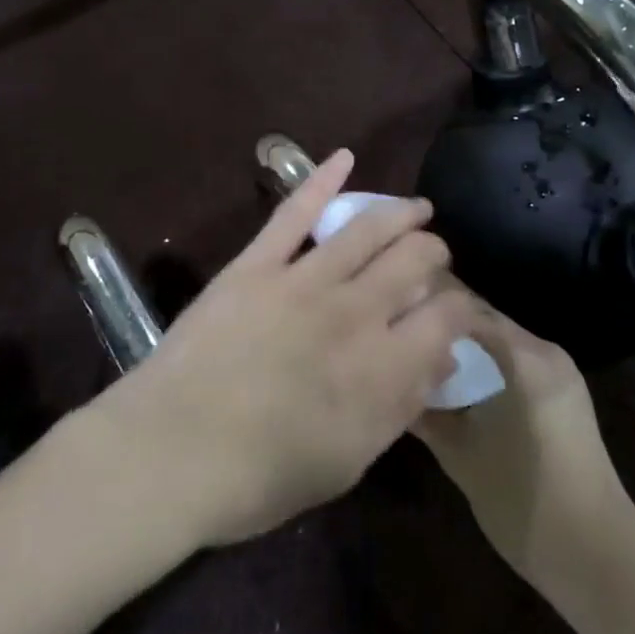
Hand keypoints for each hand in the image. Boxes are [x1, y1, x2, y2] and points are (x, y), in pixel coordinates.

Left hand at [94, 150, 478, 548]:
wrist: (174, 451)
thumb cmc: (263, 476)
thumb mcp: (350, 461)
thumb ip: (401, 407)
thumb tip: (440, 360)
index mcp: (385, 367)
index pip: (446, 316)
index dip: (461, 307)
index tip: (457, 309)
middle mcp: (356, 311)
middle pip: (415, 260)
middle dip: (434, 253)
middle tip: (432, 257)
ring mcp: (304, 280)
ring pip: (367, 228)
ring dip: (400, 212)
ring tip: (416, 208)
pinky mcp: (257, 264)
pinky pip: (295, 213)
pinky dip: (322, 180)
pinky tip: (345, 157)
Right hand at [414, 300, 634, 589]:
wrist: (597, 558)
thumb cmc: (522, 501)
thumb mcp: (459, 454)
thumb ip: (424, 409)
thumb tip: (391, 378)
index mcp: (523, 356)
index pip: (464, 306)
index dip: (425, 305)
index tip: (388, 313)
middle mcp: (544, 351)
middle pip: (482, 319)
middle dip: (442, 325)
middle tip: (397, 335)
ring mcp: (559, 372)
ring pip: (497, 341)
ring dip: (462, 346)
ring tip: (418, 358)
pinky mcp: (564, 395)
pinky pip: (514, 361)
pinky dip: (484, 364)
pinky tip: (456, 385)